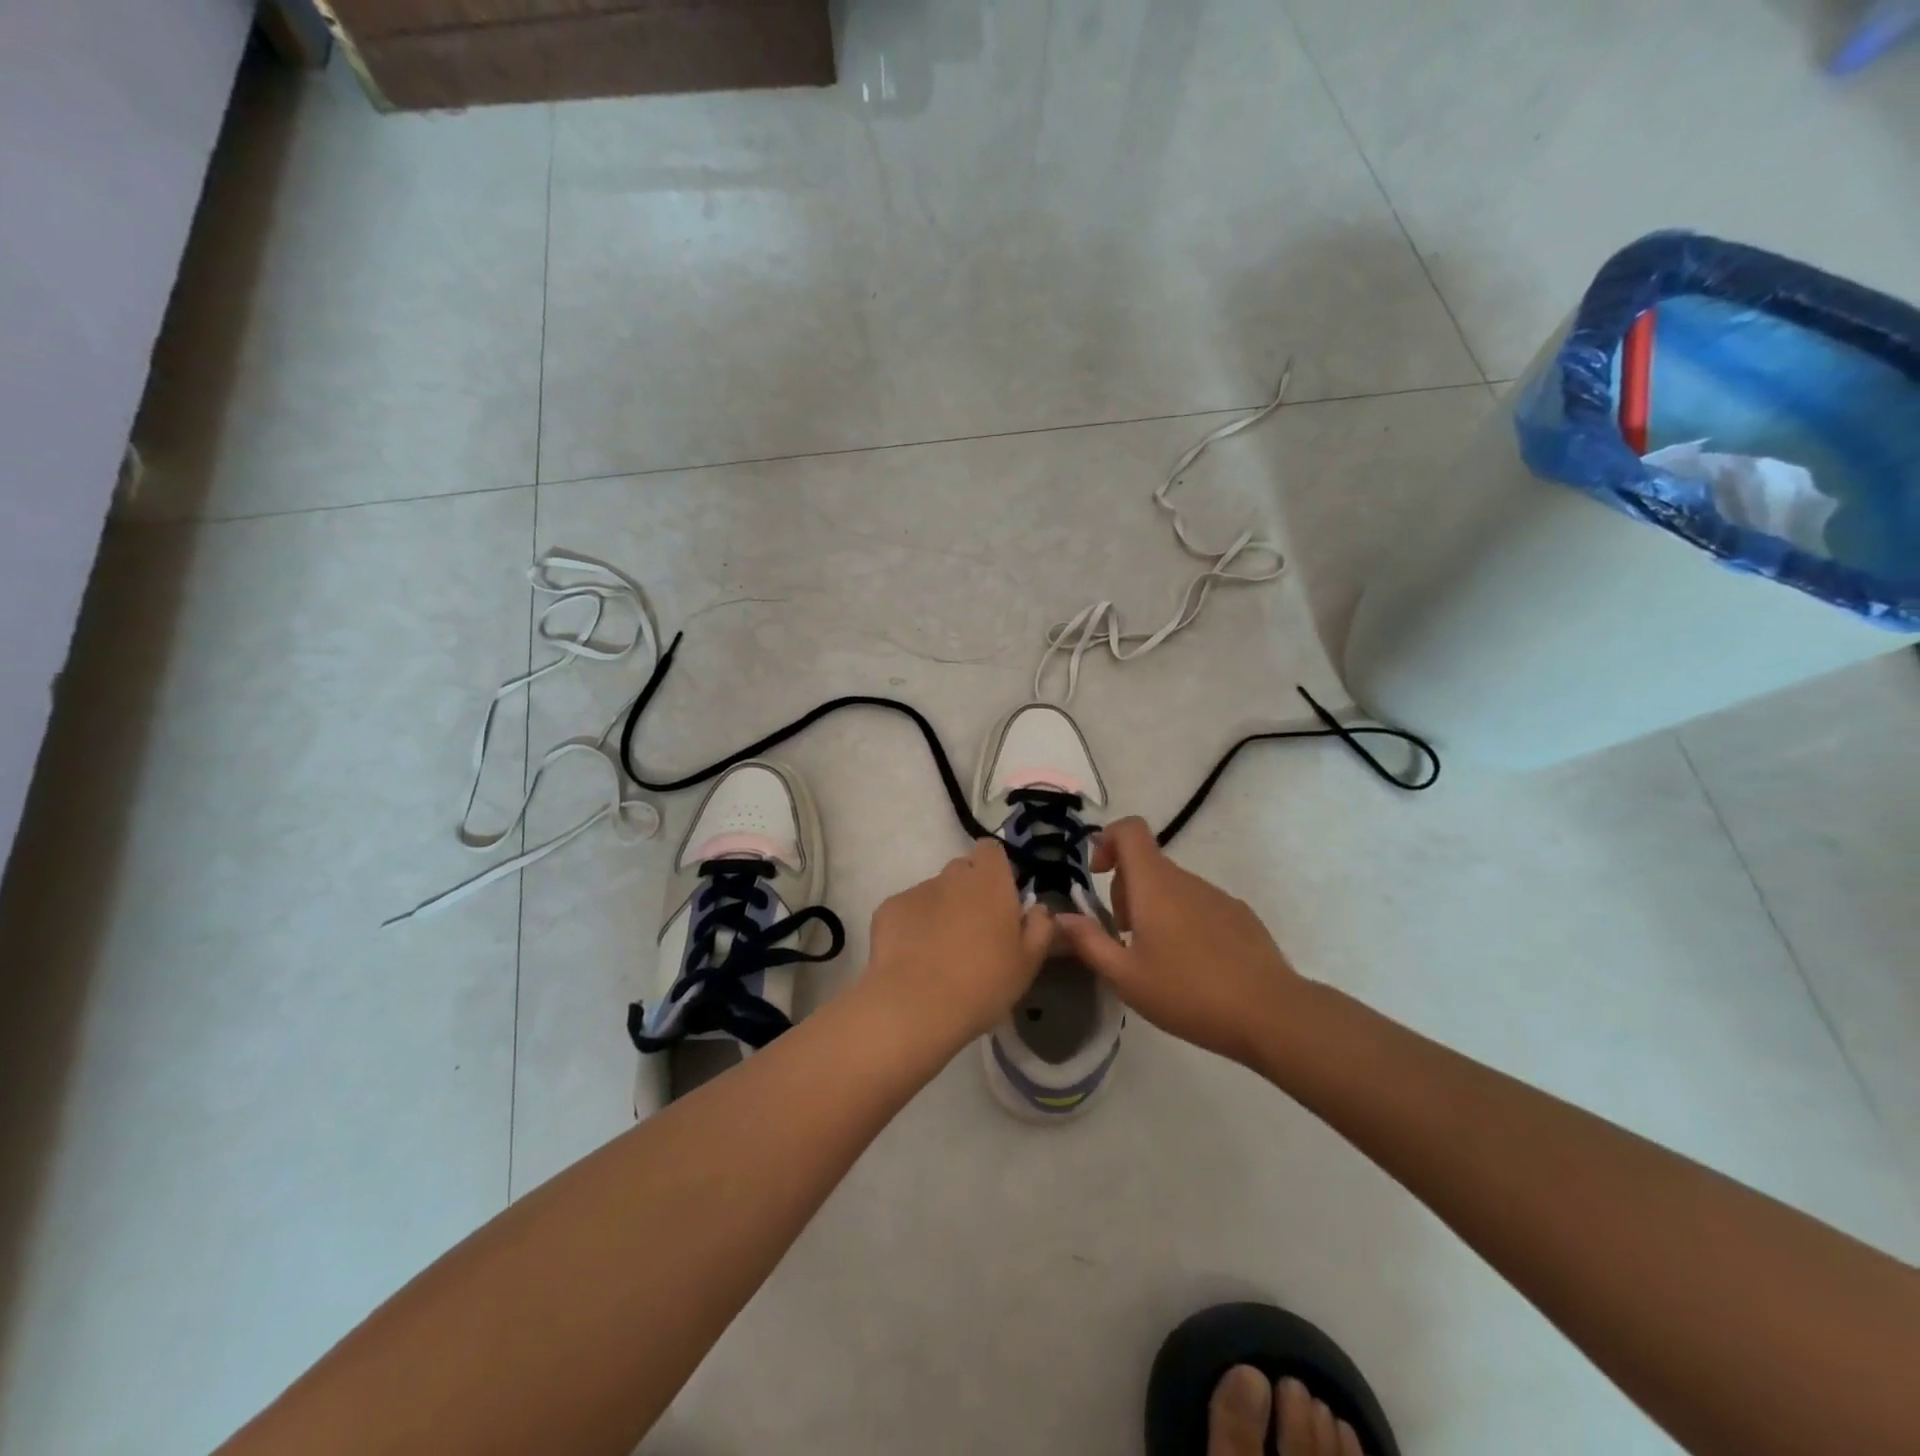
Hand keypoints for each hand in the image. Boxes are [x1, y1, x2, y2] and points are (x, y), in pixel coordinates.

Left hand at [864, 839, 1054, 1046]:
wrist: (916, 1005)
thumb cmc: (984, 982)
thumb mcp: (1028, 963)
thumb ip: (1040, 928)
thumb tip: (1038, 909)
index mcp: (990, 881)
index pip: (991, 850)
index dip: (995, 869)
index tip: (1000, 897)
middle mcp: (952, 875)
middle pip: (962, 870)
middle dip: (968, 891)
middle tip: (974, 930)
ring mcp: (917, 890)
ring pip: (934, 891)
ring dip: (940, 910)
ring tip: (939, 951)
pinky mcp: (888, 908)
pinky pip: (907, 910)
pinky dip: (912, 925)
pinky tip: (913, 957)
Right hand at [1056, 817, 1305, 1066]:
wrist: (1270, 1013)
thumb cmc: (1188, 993)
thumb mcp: (1126, 977)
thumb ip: (1089, 942)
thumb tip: (1061, 917)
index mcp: (1154, 885)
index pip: (1130, 830)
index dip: (1108, 839)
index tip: (1097, 873)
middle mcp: (1186, 880)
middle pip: (1146, 863)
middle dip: (1125, 889)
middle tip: (1123, 936)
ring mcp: (1217, 895)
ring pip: (1172, 887)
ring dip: (1154, 908)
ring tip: (1156, 958)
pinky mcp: (1239, 915)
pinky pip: (1199, 904)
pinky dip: (1183, 920)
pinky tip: (1192, 965)